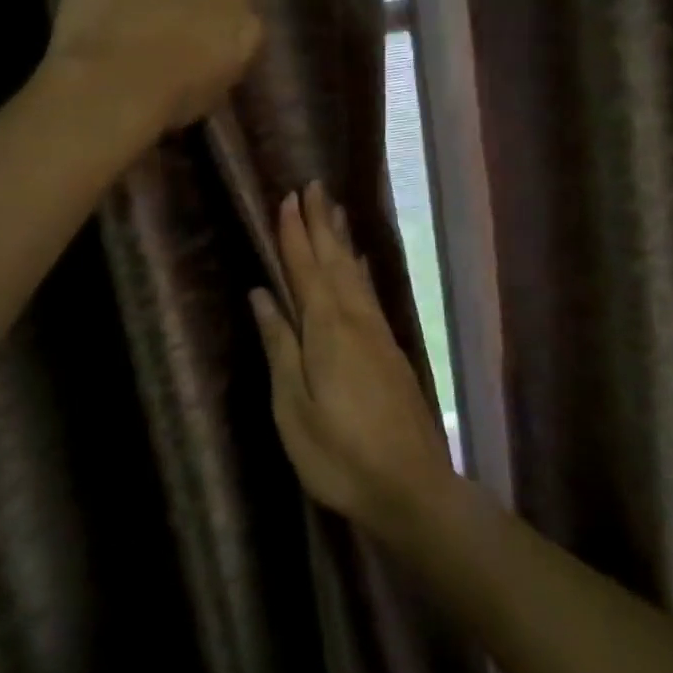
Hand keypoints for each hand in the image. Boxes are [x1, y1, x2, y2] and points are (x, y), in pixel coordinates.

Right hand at [249, 183, 455, 538]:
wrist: (411, 486)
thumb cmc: (339, 454)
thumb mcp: (293, 407)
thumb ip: (279, 346)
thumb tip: (261, 294)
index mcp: (326, 330)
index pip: (305, 269)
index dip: (294, 234)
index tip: (287, 198)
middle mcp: (356, 320)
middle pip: (335, 261)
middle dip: (322, 223)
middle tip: (314, 186)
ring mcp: (378, 334)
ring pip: (356, 273)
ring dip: (342, 239)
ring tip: (336, 210)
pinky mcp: (391, 350)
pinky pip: (370, 293)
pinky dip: (361, 270)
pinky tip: (361, 264)